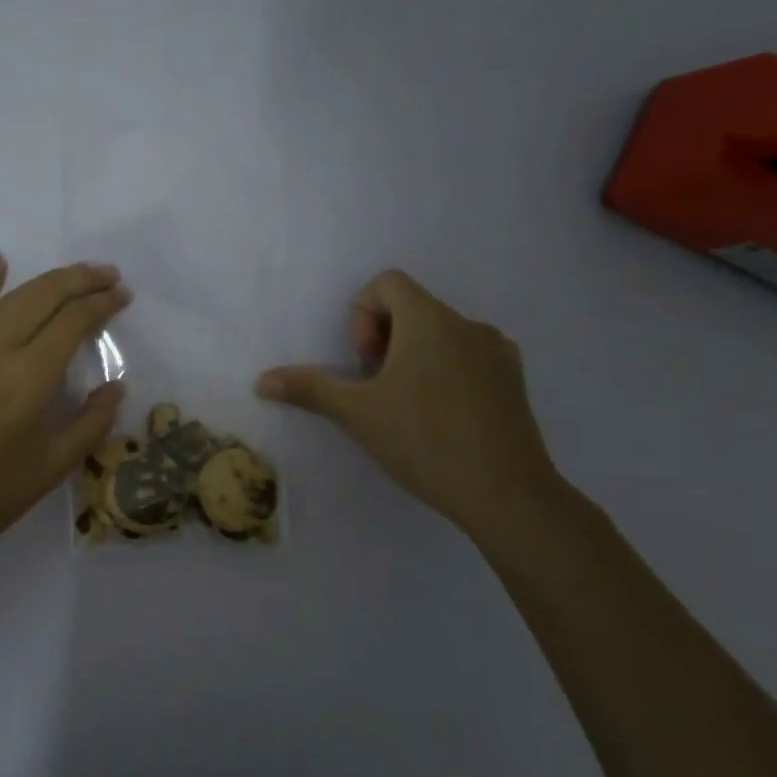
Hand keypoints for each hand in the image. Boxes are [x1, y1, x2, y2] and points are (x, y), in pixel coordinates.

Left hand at [0, 256, 131, 563]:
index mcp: (31, 377)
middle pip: (46, 297)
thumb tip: (116, 385)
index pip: (74, 321)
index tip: (124, 296)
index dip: (103, 304)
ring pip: (13, 297)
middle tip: (109, 275)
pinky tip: (0, 265)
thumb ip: (92, 422)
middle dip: (81, 280)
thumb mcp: (54, 465)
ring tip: (75, 274)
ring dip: (48, 280)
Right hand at [256, 270, 559, 539]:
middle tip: (376, 387)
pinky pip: (468, 357)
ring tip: (406, 405)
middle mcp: (467, 324)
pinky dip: (445, 372)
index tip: (363, 362)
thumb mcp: (356, 413)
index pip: (386, 283)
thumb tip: (262, 381)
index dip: (361, 314)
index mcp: (429, 320)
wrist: (506, 493)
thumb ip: (309, 388)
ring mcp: (498, 352)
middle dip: (383, 340)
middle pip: (412, 308)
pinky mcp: (514, 380)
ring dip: (413, 356)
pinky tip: (440, 417)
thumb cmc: (423, 440)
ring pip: (441, 334)